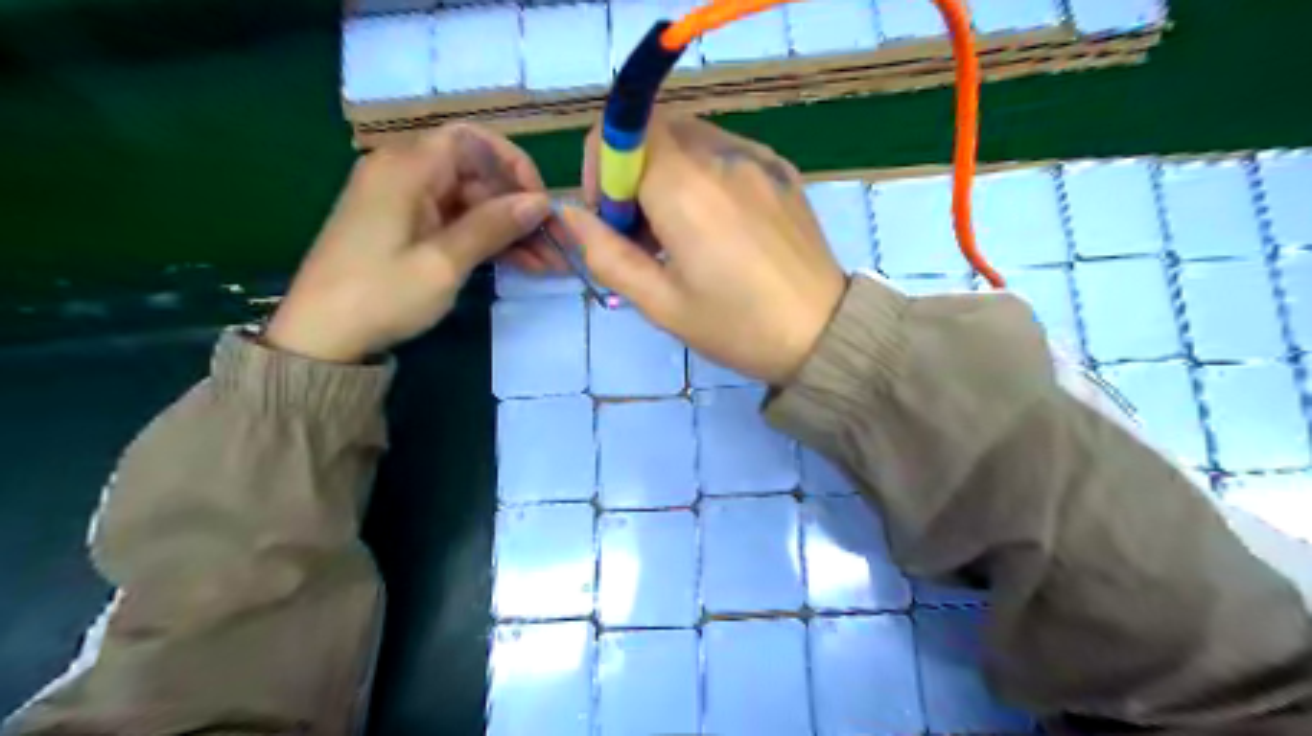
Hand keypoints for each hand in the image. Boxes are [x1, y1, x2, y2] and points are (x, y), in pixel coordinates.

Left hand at [264, 124, 552, 361]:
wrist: (321, 338)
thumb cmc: (381, 296)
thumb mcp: (443, 263)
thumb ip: (493, 227)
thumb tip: (540, 201)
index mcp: (405, 169)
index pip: (470, 140)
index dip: (511, 163)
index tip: (538, 200)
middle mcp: (403, 175)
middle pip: (474, 173)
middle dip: (517, 206)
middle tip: (553, 242)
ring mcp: (404, 203)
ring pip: (470, 201)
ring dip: (508, 228)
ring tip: (546, 261)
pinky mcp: (406, 228)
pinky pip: (455, 221)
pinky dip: (486, 239)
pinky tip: (520, 263)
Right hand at [561, 116, 844, 385]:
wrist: (823, 334)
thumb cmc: (736, 326)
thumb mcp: (660, 303)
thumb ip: (605, 254)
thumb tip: (568, 215)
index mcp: (685, 187)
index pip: (619, 131)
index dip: (602, 171)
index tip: (613, 221)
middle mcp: (721, 155)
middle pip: (653, 133)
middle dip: (634, 176)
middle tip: (646, 236)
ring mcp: (758, 158)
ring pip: (690, 141)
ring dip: (669, 175)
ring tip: (685, 235)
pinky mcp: (782, 170)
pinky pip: (727, 154)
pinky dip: (706, 177)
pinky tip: (722, 227)